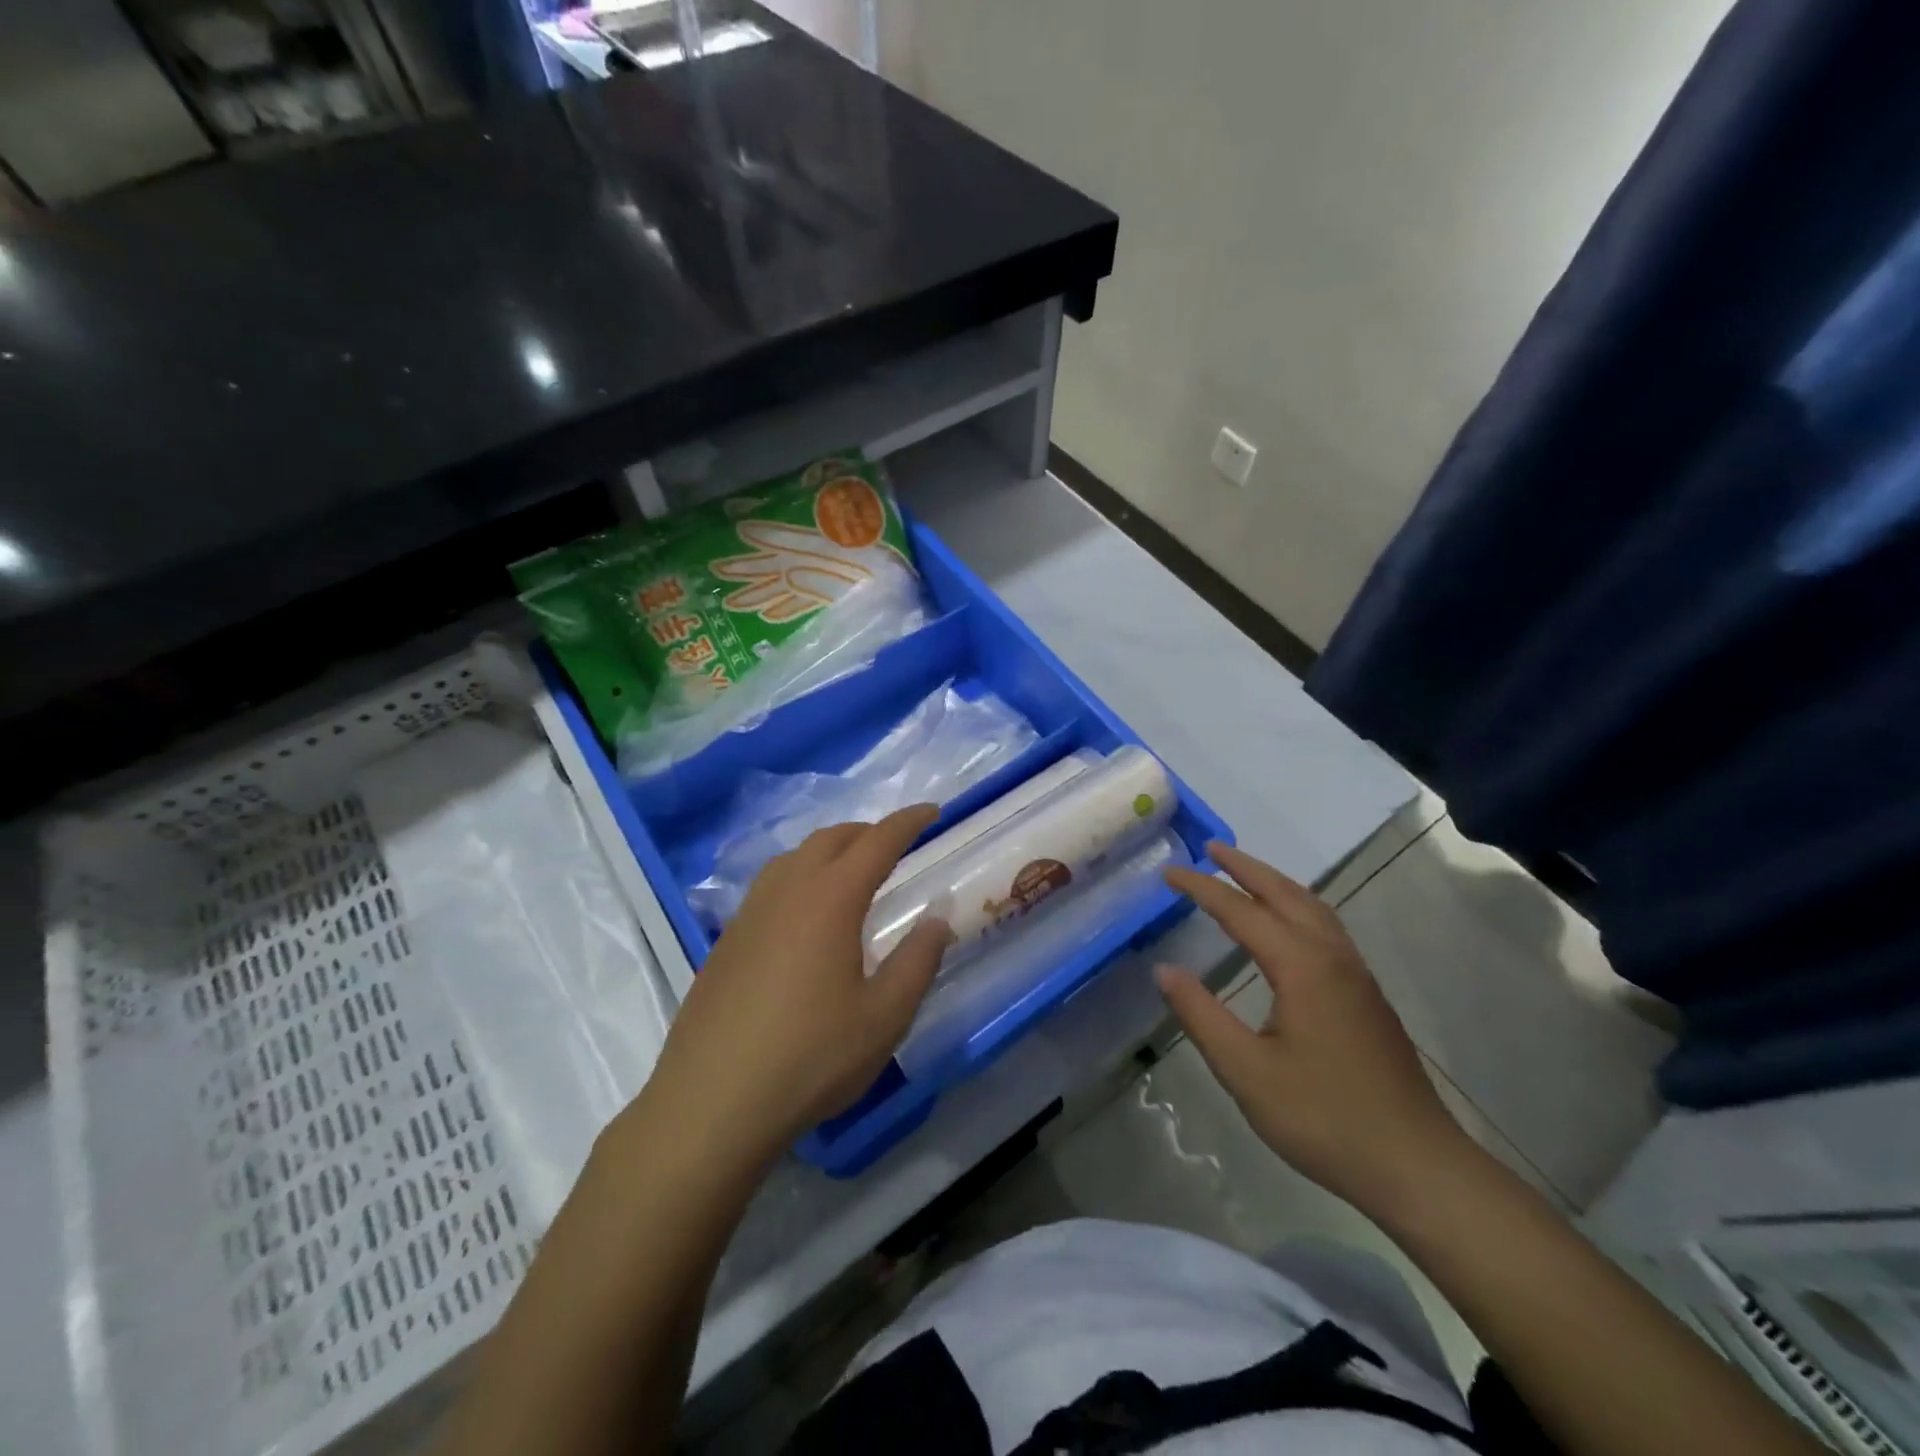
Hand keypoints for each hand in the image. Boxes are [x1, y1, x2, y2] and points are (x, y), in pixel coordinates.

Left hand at [642, 805, 950, 1171]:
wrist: (712, 1103)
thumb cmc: (810, 1058)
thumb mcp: (884, 1016)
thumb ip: (918, 960)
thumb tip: (937, 917)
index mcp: (830, 899)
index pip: (877, 841)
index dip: (908, 822)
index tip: (933, 812)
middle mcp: (787, 892)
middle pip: (830, 839)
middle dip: (867, 831)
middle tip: (896, 844)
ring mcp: (749, 914)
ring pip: (793, 857)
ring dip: (829, 850)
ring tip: (851, 872)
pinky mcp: (726, 941)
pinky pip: (769, 886)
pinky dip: (799, 877)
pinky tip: (804, 916)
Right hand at [1159, 842, 1473, 1216]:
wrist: (1418, 1166)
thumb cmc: (1324, 1118)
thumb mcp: (1246, 1071)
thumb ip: (1201, 1015)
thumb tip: (1165, 970)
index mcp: (1302, 967)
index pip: (1242, 911)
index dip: (1203, 889)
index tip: (1169, 873)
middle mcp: (1332, 958)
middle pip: (1286, 894)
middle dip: (1246, 867)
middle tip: (1210, 849)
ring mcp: (1356, 976)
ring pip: (1314, 908)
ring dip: (1275, 883)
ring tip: (1244, 874)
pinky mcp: (1367, 997)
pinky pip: (1326, 928)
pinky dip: (1297, 906)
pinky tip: (1287, 926)